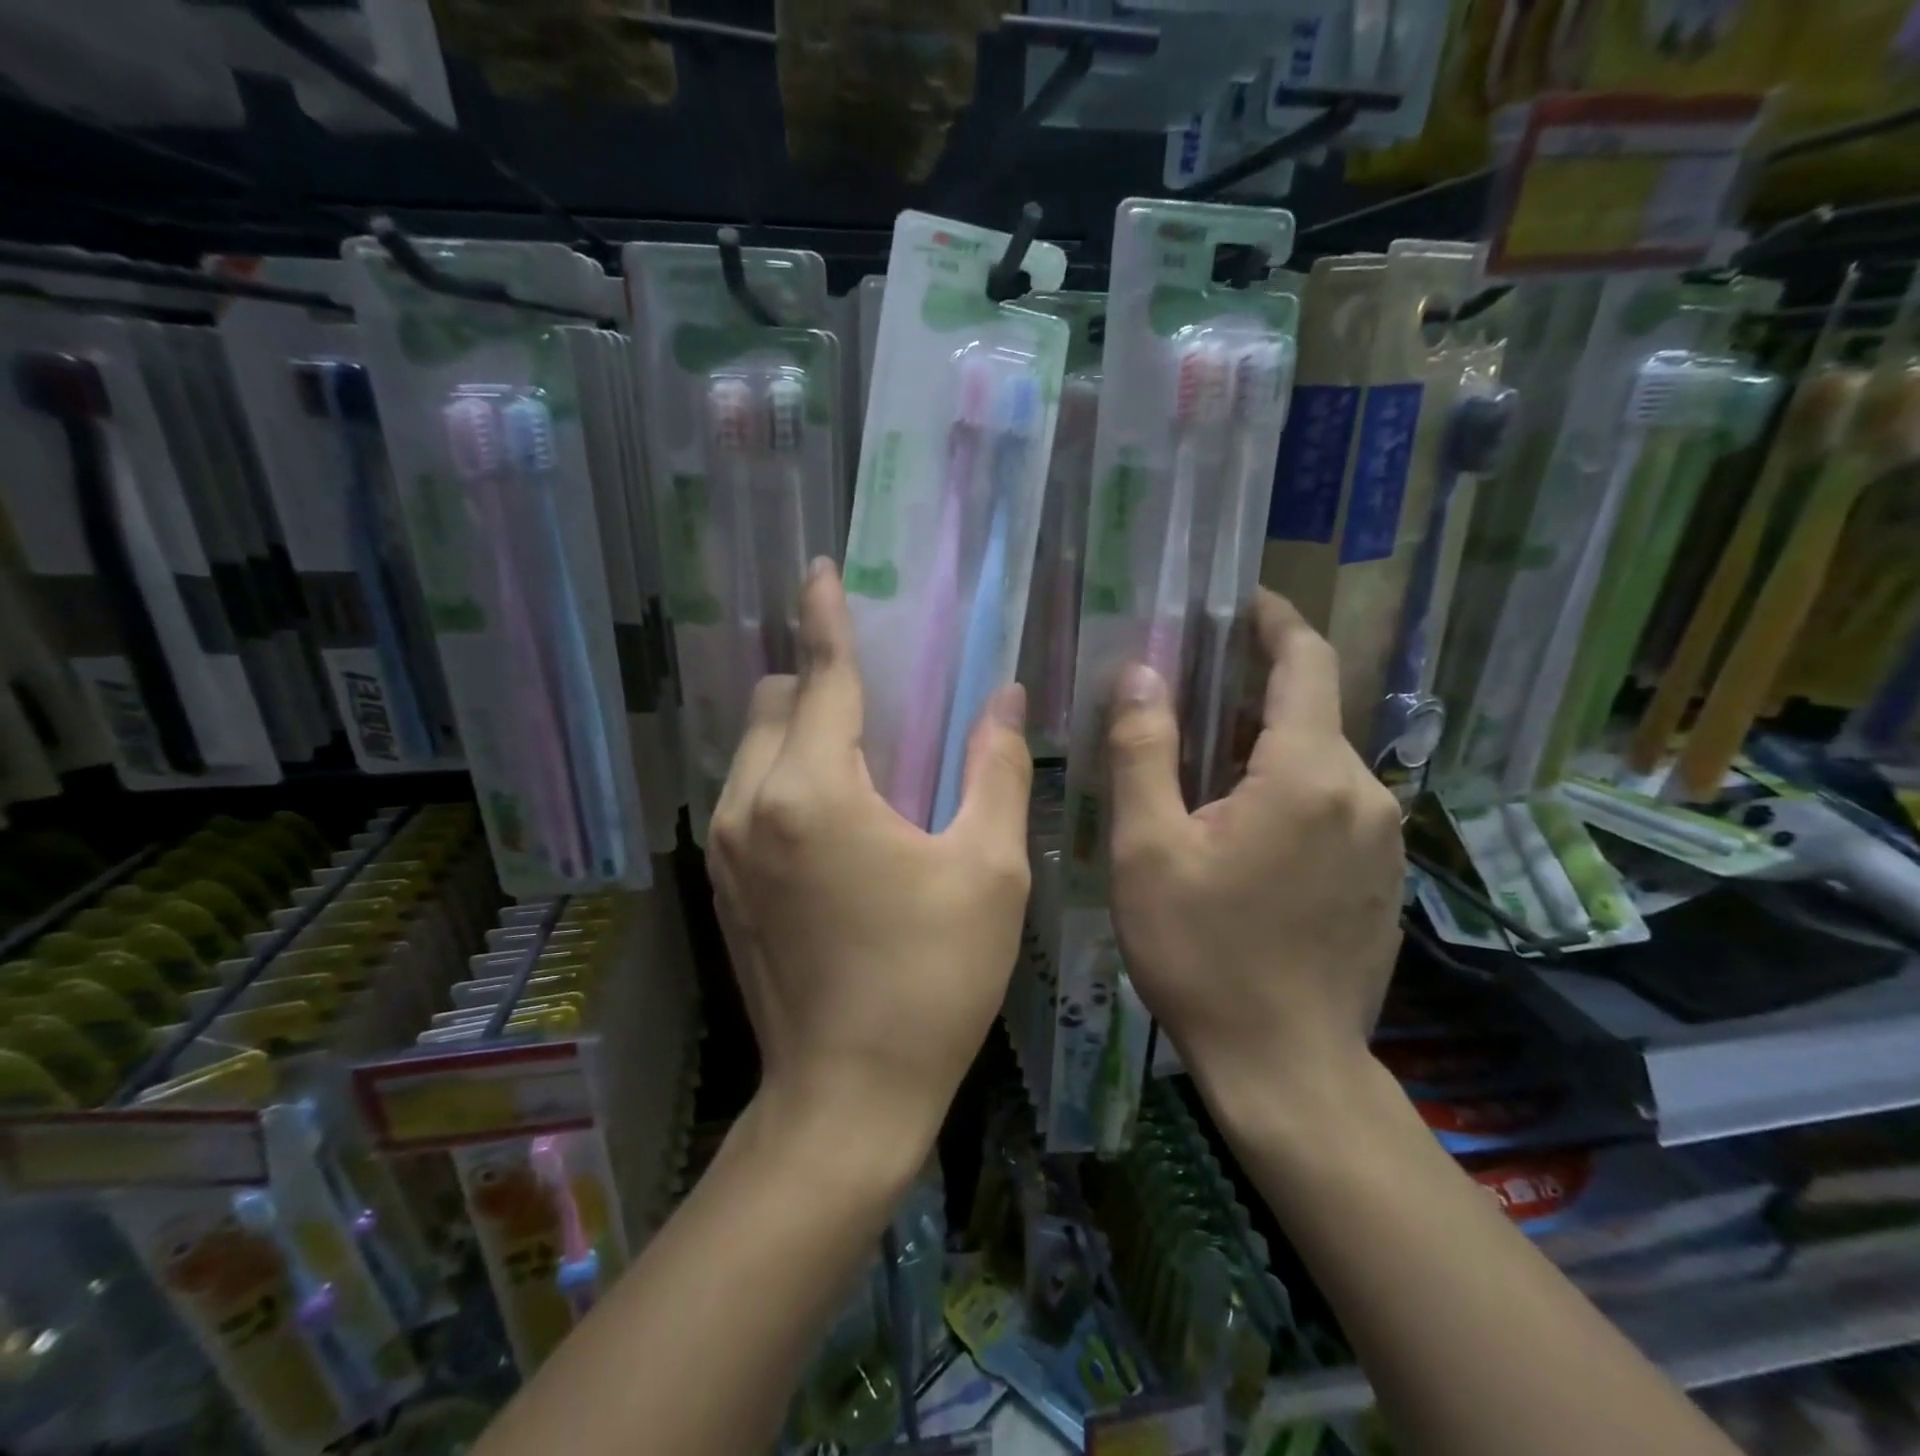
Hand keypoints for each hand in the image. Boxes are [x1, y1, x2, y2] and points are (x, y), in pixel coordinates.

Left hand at [707, 562, 1033, 1151]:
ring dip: (800, 728)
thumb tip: (1004, 699)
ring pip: (753, 746)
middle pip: (774, 701)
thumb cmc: (931, 981)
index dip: (825, 617)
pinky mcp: (722, 881)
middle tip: (881, 695)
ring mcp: (724, 845)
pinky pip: (747, 791)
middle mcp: (750, 804)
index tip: (821, 572)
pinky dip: (784, 772)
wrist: (847, 1096)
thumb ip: (993, 769)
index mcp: (813, 791)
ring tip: (863, 754)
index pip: (820, 676)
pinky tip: (836, 811)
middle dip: (819, 681)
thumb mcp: (987, 870)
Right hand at [1106, 590, 1403, 1109]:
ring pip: (1320, 763)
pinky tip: (1242, 831)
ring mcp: (1382, 839)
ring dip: (1265, 748)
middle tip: (1186, 697)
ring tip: (1202, 769)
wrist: (1286, 1066)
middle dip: (1251, 692)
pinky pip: (1334, 806)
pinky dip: (1289, 791)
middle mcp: (1363, 793)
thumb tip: (1140, 672)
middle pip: (1310, 712)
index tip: (1240, 601)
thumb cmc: (1202, 953)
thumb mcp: (1149, 848)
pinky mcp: (1381, 877)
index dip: (1274, 620)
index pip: (1305, 661)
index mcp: (1307, 774)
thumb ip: (1143, 750)